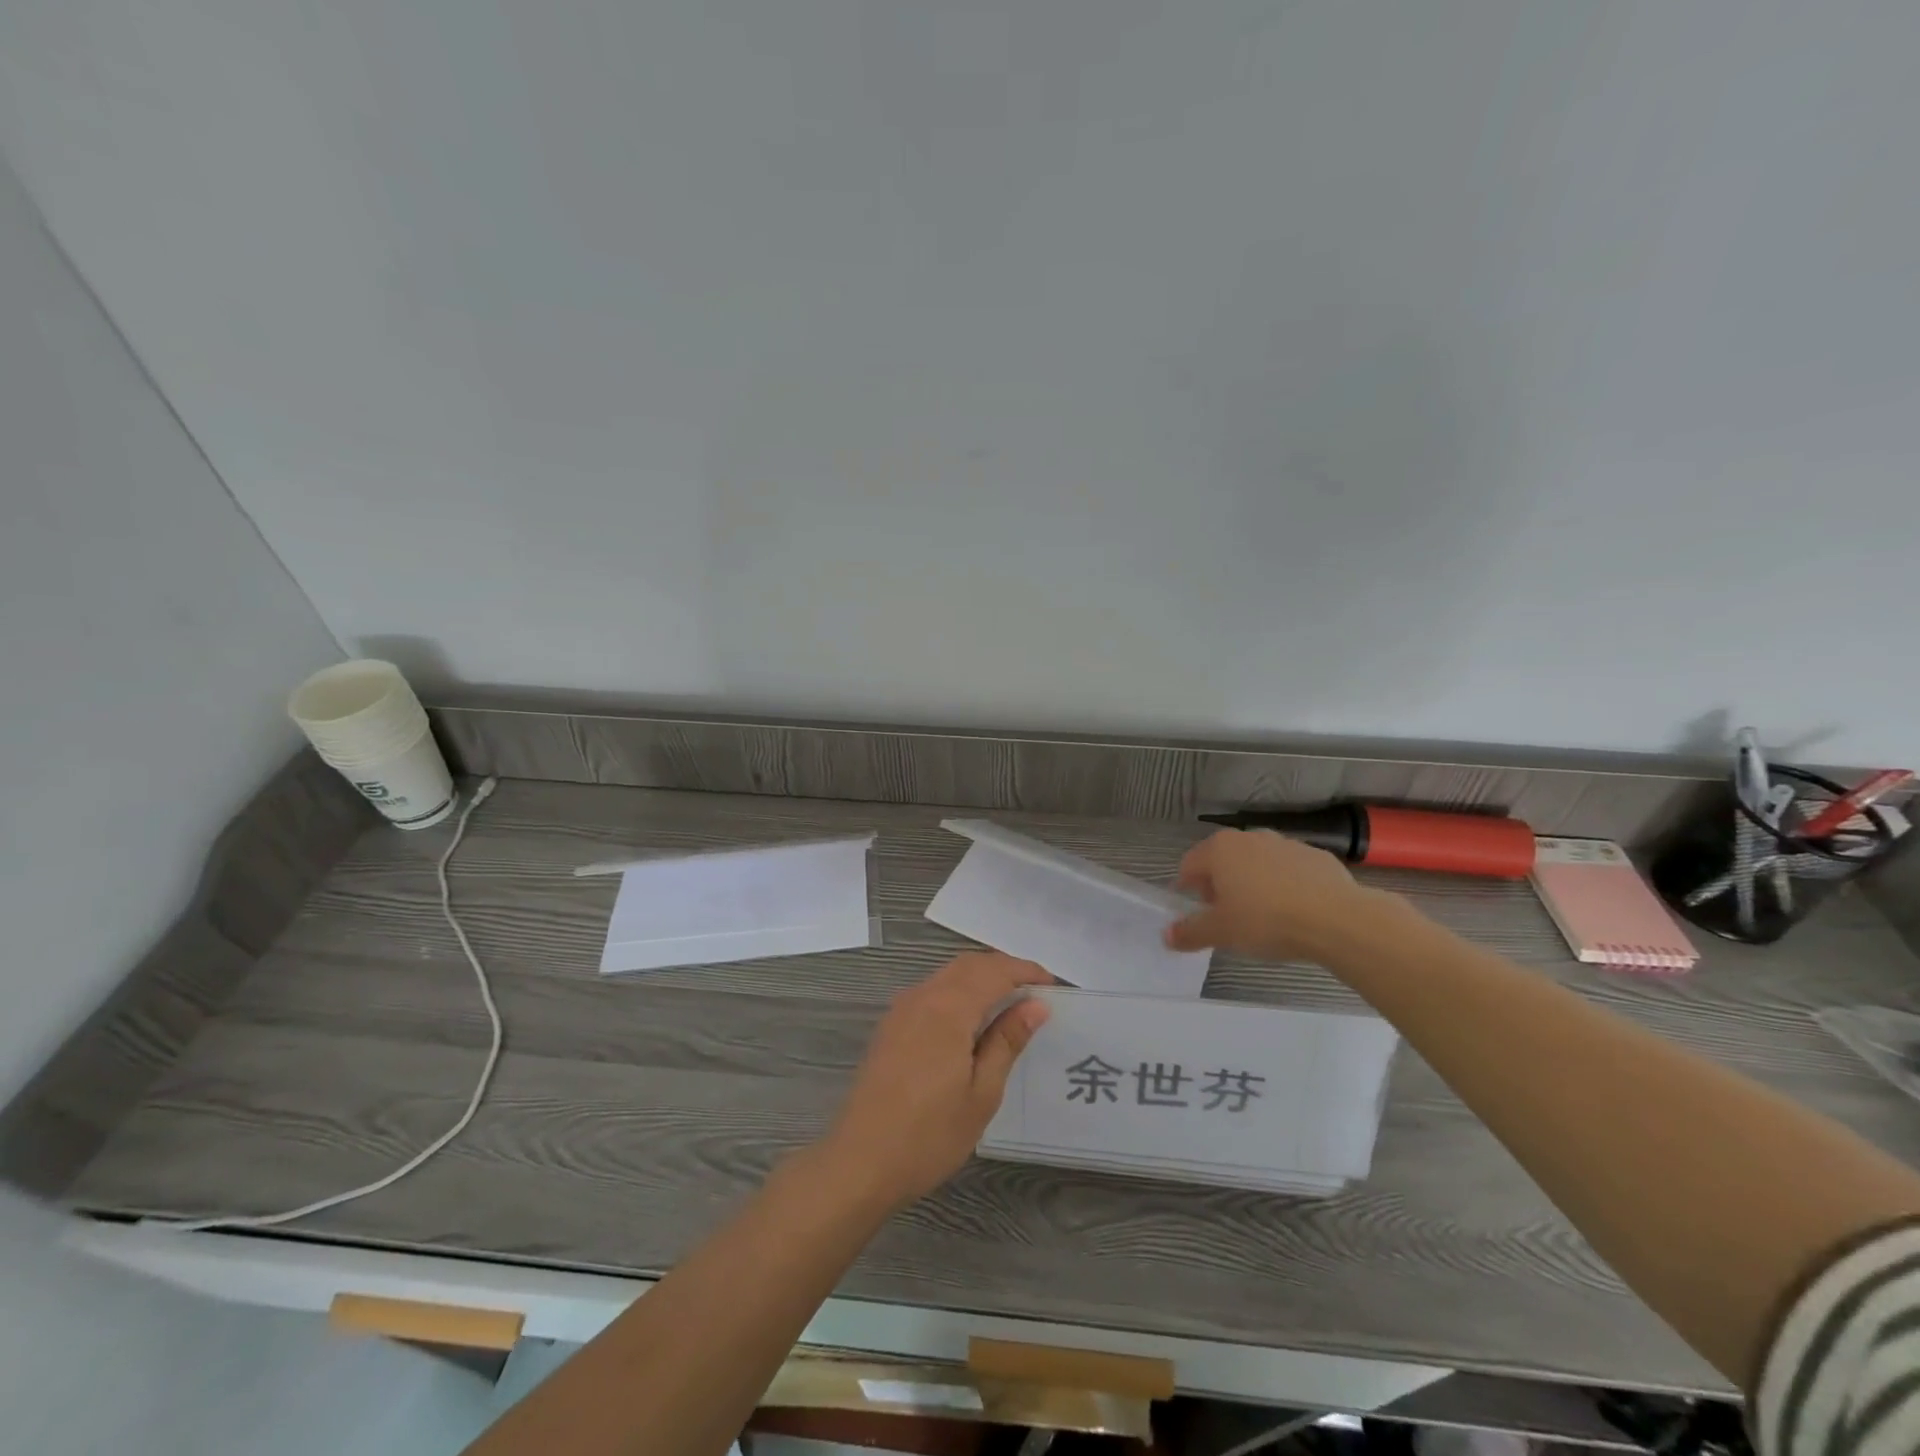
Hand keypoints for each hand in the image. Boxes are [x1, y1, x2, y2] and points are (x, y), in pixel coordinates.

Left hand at [816, 952, 1052, 1211]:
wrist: (860, 1162)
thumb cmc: (929, 1134)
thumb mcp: (981, 1093)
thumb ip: (1007, 1041)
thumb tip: (1036, 1005)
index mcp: (948, 1008)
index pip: (993, 971)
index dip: (1024, 971)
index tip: (1051, 984)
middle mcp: (922, 997)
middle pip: (968, 965)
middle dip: (1003, 969)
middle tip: (1033, 991)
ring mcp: (901, 1010)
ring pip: (947, 975)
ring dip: (979, 978)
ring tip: (1008, 1003)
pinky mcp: (890, 1026)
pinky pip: (931, 991)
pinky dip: (958, 992)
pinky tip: (970, 1020)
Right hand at [1165, 828, 1383, 963]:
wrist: (1338, 919)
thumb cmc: (1267, 920)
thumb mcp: (1221, 933)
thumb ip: (1190, 932)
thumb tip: (1167, 936)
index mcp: (1220, 849)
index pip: (1189, 865)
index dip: (1188, 890)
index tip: (1199, 914)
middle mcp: (1249, 837)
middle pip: (1223, 861)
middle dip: (1221, 887)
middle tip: (1229, 919)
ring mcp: (1285, 843)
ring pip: (1257, 864)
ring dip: (1253, 885)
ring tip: (1264, 918)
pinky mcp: (1316, 856)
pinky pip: (1289, 871)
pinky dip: (1285, 886)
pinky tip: (1295, 912)